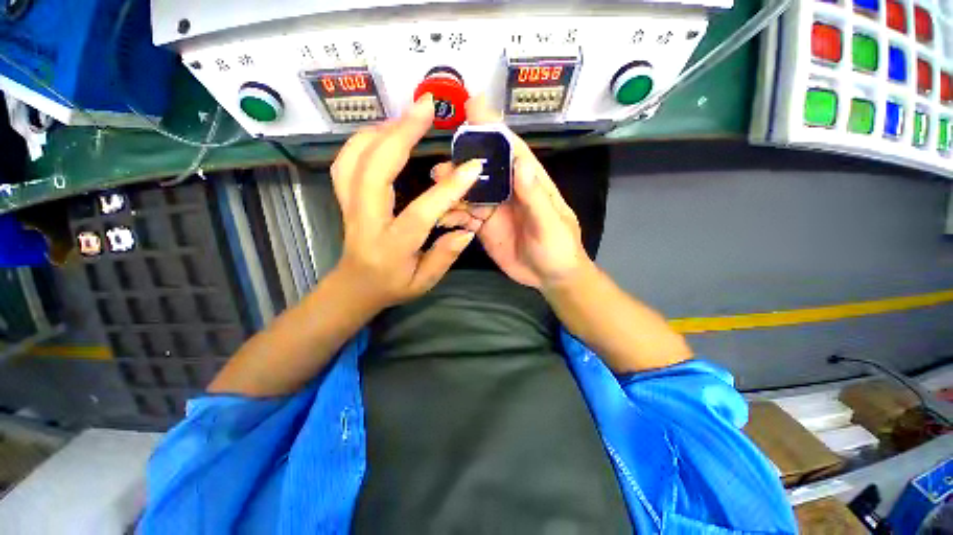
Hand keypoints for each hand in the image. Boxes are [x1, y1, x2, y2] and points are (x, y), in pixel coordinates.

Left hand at [331, 94, 482, 309]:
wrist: (354, 287)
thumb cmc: (392, 286)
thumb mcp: (424, 282)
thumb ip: (445, 256)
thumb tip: (466, 229)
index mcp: (391, 246)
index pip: (420, 212)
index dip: (448, 189)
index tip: (472, 167)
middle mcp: (365, 221)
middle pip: (374, 169)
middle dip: (401, 133)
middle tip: (426, 107)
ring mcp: (349, 206)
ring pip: (354, 158)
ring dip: (381, 130)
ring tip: (408, 116)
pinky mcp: (344, 197)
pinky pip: (346, 161)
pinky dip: (363, 139)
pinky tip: (383, 133)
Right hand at [431, 97, 589, 288]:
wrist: (550, 277)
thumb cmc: (559, 248)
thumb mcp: (551, 224)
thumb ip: (535, 197)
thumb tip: (520, 161)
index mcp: (530, 182)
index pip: (511, 149)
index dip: (493, 128)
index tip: (473, 105)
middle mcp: (509, 191)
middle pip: (483, 169)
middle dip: (462, 164)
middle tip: (442, 168)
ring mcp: (495, 210)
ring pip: (470, 192)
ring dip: (453, 190)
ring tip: (436, 192)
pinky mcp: (485, 228)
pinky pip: (466, 216)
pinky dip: (453, 214)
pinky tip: (443, 217)